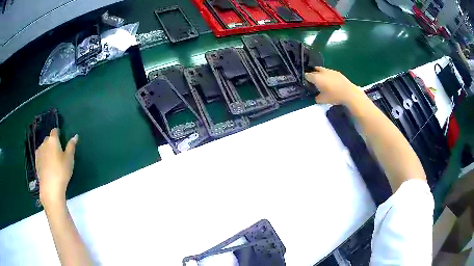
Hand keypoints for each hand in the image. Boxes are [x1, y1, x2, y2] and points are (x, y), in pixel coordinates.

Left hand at [35, 128, 77, 206]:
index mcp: (53, 140)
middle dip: (52, 144)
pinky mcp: (36, 162)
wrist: (50, 187)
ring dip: (47, 151)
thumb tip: (75, 136)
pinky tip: (48, 168)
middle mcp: (44, 143)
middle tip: (58, 154)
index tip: (62, 141)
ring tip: (53, 163)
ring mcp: (39, 152)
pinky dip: (44, 159)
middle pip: (48, 140)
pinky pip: (41, 156)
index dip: (58, 134)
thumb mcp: (69, 159)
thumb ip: (71, 146)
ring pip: (44, 148)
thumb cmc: (61, 171)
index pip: (55, 131)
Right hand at [305, 67, 362, 104]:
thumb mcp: (323, 100)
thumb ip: (317, 98)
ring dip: (320, 74)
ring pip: (321, 70)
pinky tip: (331, 81)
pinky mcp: (337, 72)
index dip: (306, 79)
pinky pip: (329, 72)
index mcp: (316, 78)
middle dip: (313, 75)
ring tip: (322, 80)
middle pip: (314, 71)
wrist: (348, 93)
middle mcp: (321, 72)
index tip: (307, 83)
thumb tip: (316, 97)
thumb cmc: (334, 96)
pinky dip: (328, 75)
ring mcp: (330, 71)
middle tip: (314, 82)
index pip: (307, 76)